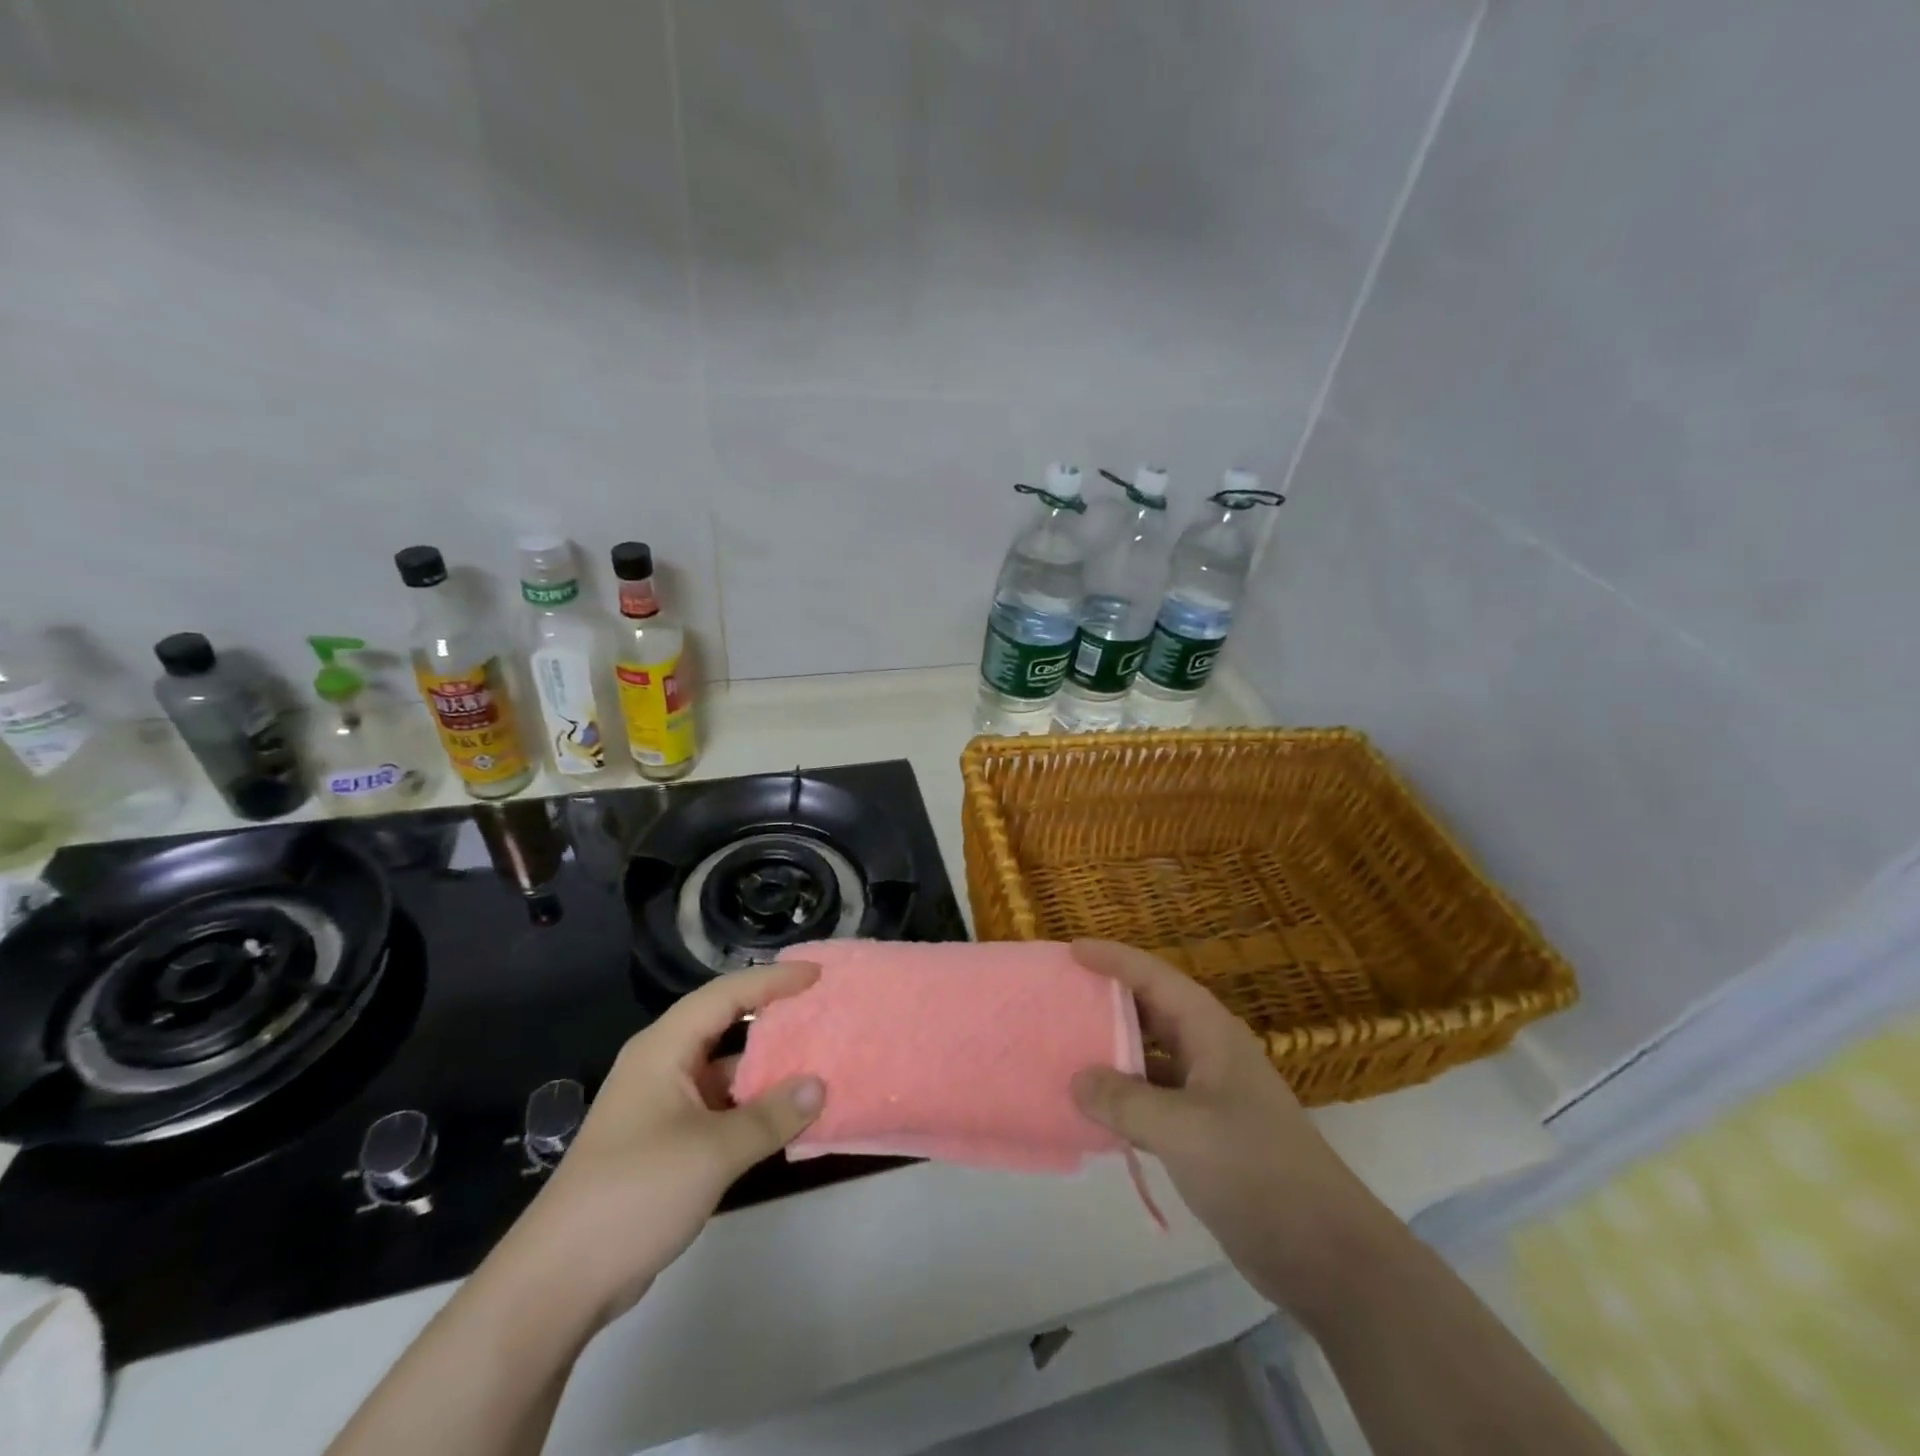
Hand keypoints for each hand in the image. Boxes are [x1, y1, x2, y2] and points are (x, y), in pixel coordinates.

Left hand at [506, 961, 826, 1327]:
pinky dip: (753, 1104)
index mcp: (664, 1048)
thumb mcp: (713, 1151)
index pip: (726, 995)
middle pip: (725, 1024)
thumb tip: (820, 1085)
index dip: (773, 981)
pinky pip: (720, 1105)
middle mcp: (663, 1065)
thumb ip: (771, 1115)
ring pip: (725, 1068)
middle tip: (822, 1009)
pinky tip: (788, 1114)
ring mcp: (663, 1105)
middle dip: (773, 1016)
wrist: (558, 1281)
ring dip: (767, 1066)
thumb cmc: (635, 1193)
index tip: (817, 975)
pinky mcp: (666, 1141)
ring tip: (818, 1058)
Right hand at [1069, 940, 1398, 1319]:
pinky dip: (1122, 1097)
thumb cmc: (1256, 1170)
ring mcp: (1208, 1094)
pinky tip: (1091, 1109)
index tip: (1071, 950)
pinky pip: (1152, 1098)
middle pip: (1151, 1010)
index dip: (1114, 959)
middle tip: (1060, 994)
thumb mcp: (1184, 1130)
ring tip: (1065, 1047)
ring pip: (1150, 1055)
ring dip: (1111, 1050)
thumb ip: (1125, 1101)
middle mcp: (1208, 1052)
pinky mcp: (1203, 1133)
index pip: (1155, 978)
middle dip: (1107, 999)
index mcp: (1210, 1032)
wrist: (1324, 1252)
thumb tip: (1076, 1079)